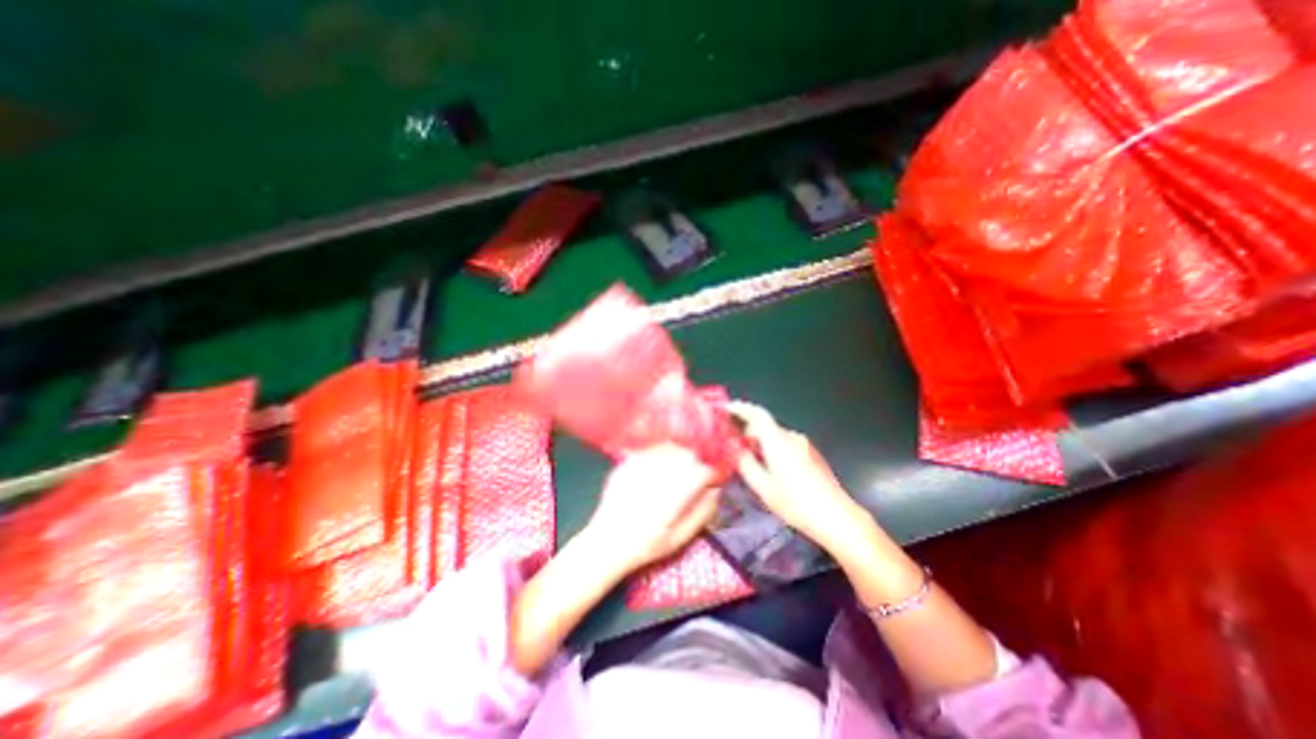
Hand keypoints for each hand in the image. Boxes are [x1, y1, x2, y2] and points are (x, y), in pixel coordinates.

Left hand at [585, 441, 717, 574]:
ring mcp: (641, 464)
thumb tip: (716, 491)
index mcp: (674, 493)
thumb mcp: (680, 538)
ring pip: (670, 447)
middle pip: (687, 454)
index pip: (702, 471)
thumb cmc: (646, 545)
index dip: (711, 474)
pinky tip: (660, 467)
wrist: (607, 542)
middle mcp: (659, 473)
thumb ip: (702, 512)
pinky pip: (652, 448)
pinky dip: (662, 454)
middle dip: (696, 462)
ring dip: (680, 455)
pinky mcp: (628, 461)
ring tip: (678, 470)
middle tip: (695, 476)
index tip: (712, 481)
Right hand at [730, 402, 864, 551]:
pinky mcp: (811, 454)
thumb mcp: (764, 488)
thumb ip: (746, 465)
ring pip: (775, 436)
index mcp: (778, 442)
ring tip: (750, 460)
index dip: (740, 408)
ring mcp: (804, 445)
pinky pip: (785, 443)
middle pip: (765, 425)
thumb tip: (735, 450)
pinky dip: (772, 448)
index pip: (757, 414)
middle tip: (733, 445)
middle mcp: (792, 437)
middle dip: (747, 431)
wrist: (837, 517)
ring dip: (760, 441)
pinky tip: (770, 468)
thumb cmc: (796, 504)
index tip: (724, 409)